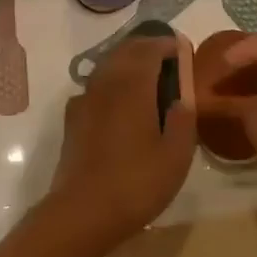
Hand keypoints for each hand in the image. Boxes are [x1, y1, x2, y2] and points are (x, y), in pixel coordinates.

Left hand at [44, 35, 195, 252]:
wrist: (82, 212)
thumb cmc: (136, 183)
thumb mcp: (176, 155)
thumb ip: (183, 119)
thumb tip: (183, 96)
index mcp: (133, 86)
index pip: (149, 49)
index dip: (167, 44)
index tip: (182, 49)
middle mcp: (106, 84)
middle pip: (125, 51)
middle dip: (146, 47)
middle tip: (167, 57)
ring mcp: (85, 100)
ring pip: (107, 66)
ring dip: (127, 61)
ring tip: (147, 75)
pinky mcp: (73, 119)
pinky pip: (94, 86)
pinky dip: (110, 82)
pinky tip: (119, 101)